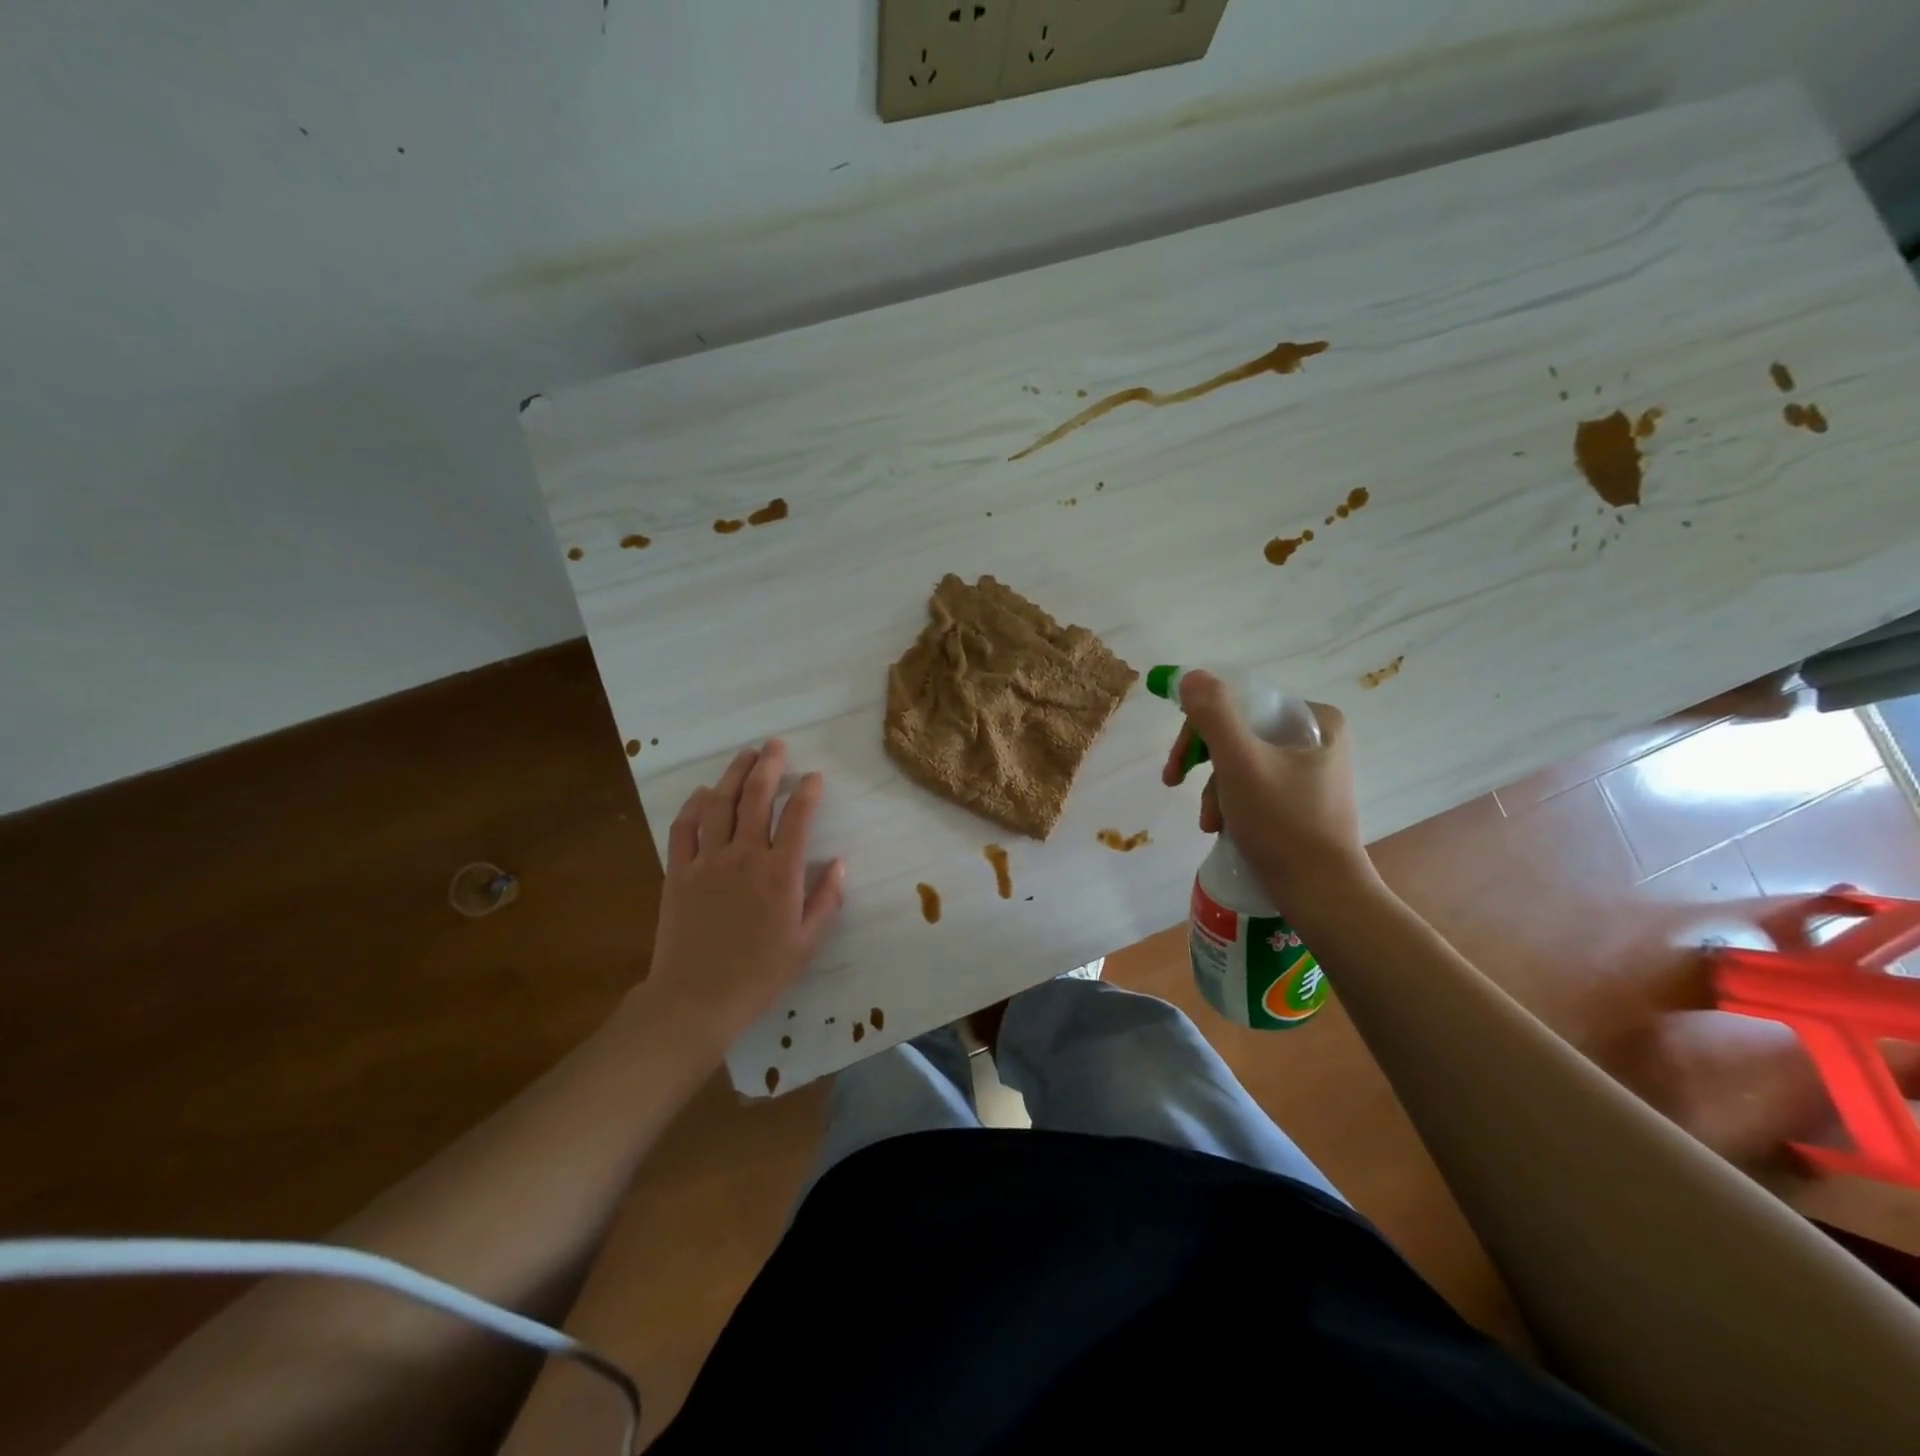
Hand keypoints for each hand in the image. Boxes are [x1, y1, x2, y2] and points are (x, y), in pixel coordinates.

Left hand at [645, 740, 845, 1047]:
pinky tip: (704, 792)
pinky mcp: (678, 872)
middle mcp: (744, 856)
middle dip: (769, 766)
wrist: (696, 999)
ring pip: (720, 803)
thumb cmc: (759, 974)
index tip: (815, 777)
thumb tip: (840, 863)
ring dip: (733, 774)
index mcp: (780, 873)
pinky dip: (694, 805)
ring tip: (745, 755)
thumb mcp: (807, 943)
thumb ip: (827, 900)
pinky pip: (684, 828)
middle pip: (756, 797)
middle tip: (775, 745)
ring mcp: (707, 861)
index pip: (798, 816)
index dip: (808, 791)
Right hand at [1160, 671, 1375, 902]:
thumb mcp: (1240, 763)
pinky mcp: (1302, 801)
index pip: (1242, 704)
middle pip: (1239, 733)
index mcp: (1316, 719)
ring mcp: (1311, 771)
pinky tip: (1222, 828)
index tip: (1177, 763)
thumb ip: (1213, 715)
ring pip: (1242, 762)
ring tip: (1210, 823)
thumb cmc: (1283, 824)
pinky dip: (1231, 803)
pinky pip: (1253, 786)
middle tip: (1174, 783)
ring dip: (1214, 790)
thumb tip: (1189, 676)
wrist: (1321, 895)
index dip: (1200, 728)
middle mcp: (1319, 738)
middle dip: (1206, 765)